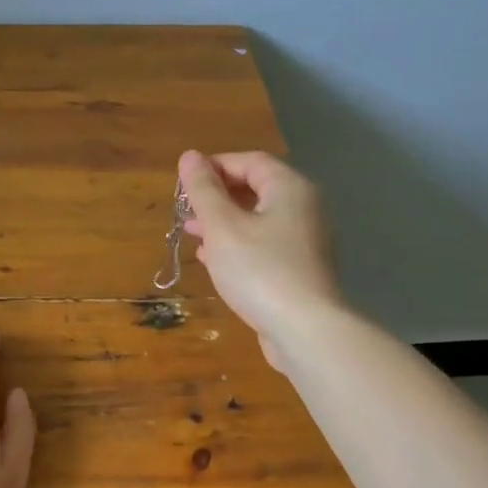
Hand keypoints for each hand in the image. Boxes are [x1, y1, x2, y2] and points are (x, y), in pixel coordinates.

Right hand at [179, 149, 344, 366]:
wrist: (305, 330)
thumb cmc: (260, 270)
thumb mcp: (223, 227)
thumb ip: (204, 190)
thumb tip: (190, 156)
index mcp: (290, 188)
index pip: (250, 161)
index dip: (214, 166)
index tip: (183, 183)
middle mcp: (304, 208)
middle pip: (256, 189)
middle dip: (217, 197)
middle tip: (185, 210)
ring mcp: (305, 241)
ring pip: (258, 220)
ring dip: (223, 223)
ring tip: (192, 233)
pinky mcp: (299, 269)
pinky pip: (264, 246)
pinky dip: (238, 245)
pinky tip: (212, 259)